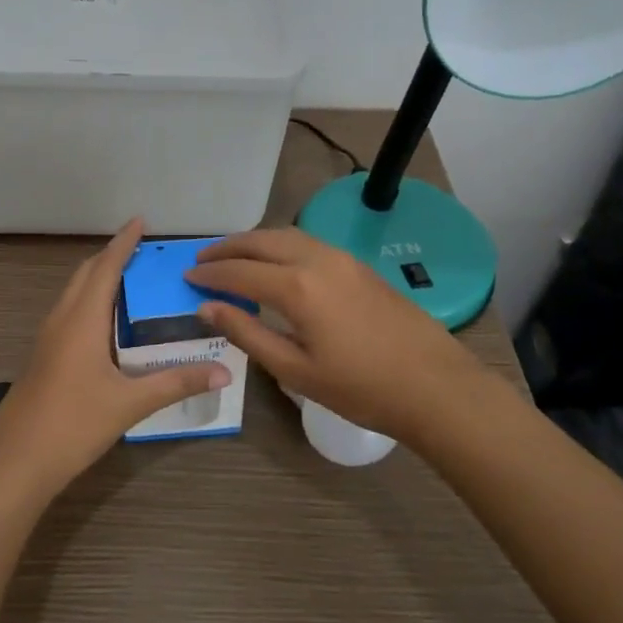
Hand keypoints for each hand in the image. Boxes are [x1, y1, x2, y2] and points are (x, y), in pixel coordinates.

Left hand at [0, 218, 229, 500]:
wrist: (17, 460)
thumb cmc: (74, 424)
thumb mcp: (130, 403)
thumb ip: (176, 383)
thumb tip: (223, 372)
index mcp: (82, 320)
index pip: (105, 268)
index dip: (123, 243)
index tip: (139, 221)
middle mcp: (62, 320)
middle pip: (85, 274)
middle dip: (110, 256)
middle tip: (140, 250)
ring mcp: (48, 338)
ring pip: (73, 293)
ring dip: (97, 278)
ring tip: (128, 279)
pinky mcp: (43, 356)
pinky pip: (68, 312)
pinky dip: (89, 301)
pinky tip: (106, 323)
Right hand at [186, 227, 492, 443]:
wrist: (435, 386)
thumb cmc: (361, 388)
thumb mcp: (295, 369)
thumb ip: (247, 333)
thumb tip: (207, 308)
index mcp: (297, 286)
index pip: (240, 271)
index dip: (210, 274)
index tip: (187, 277)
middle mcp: (318, 259)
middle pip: (262, 240)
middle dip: (229, 247)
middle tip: (203, 258)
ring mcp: (343, 259)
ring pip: (288, 235)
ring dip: (256, 241)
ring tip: (235, 256)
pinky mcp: (360, 265)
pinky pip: (309, 242)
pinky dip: (281, 245)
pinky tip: (277, 263)